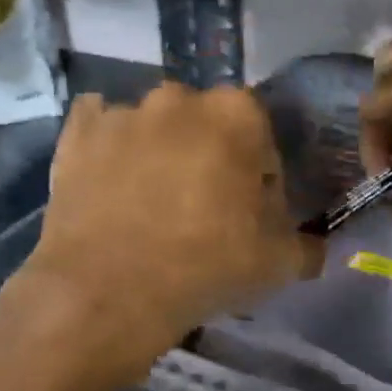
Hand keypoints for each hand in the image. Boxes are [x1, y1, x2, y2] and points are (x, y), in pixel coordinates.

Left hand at [27, 83, 323, 359]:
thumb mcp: (280, 264)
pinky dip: (109, 149)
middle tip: (204, 210)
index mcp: (238, 114)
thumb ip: (308, 245)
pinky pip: (101, 130)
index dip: (260, 182)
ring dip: (161, 154)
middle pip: (208, 128)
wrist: (108, 292)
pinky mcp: (77, 134)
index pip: (263, 143)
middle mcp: (180, 98)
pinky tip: (111, 184)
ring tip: (151, 205)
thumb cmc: (207, 266)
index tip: (251, 217)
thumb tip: (315, 245)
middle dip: (211, 159)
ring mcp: (123, 112)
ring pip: (155, 129)